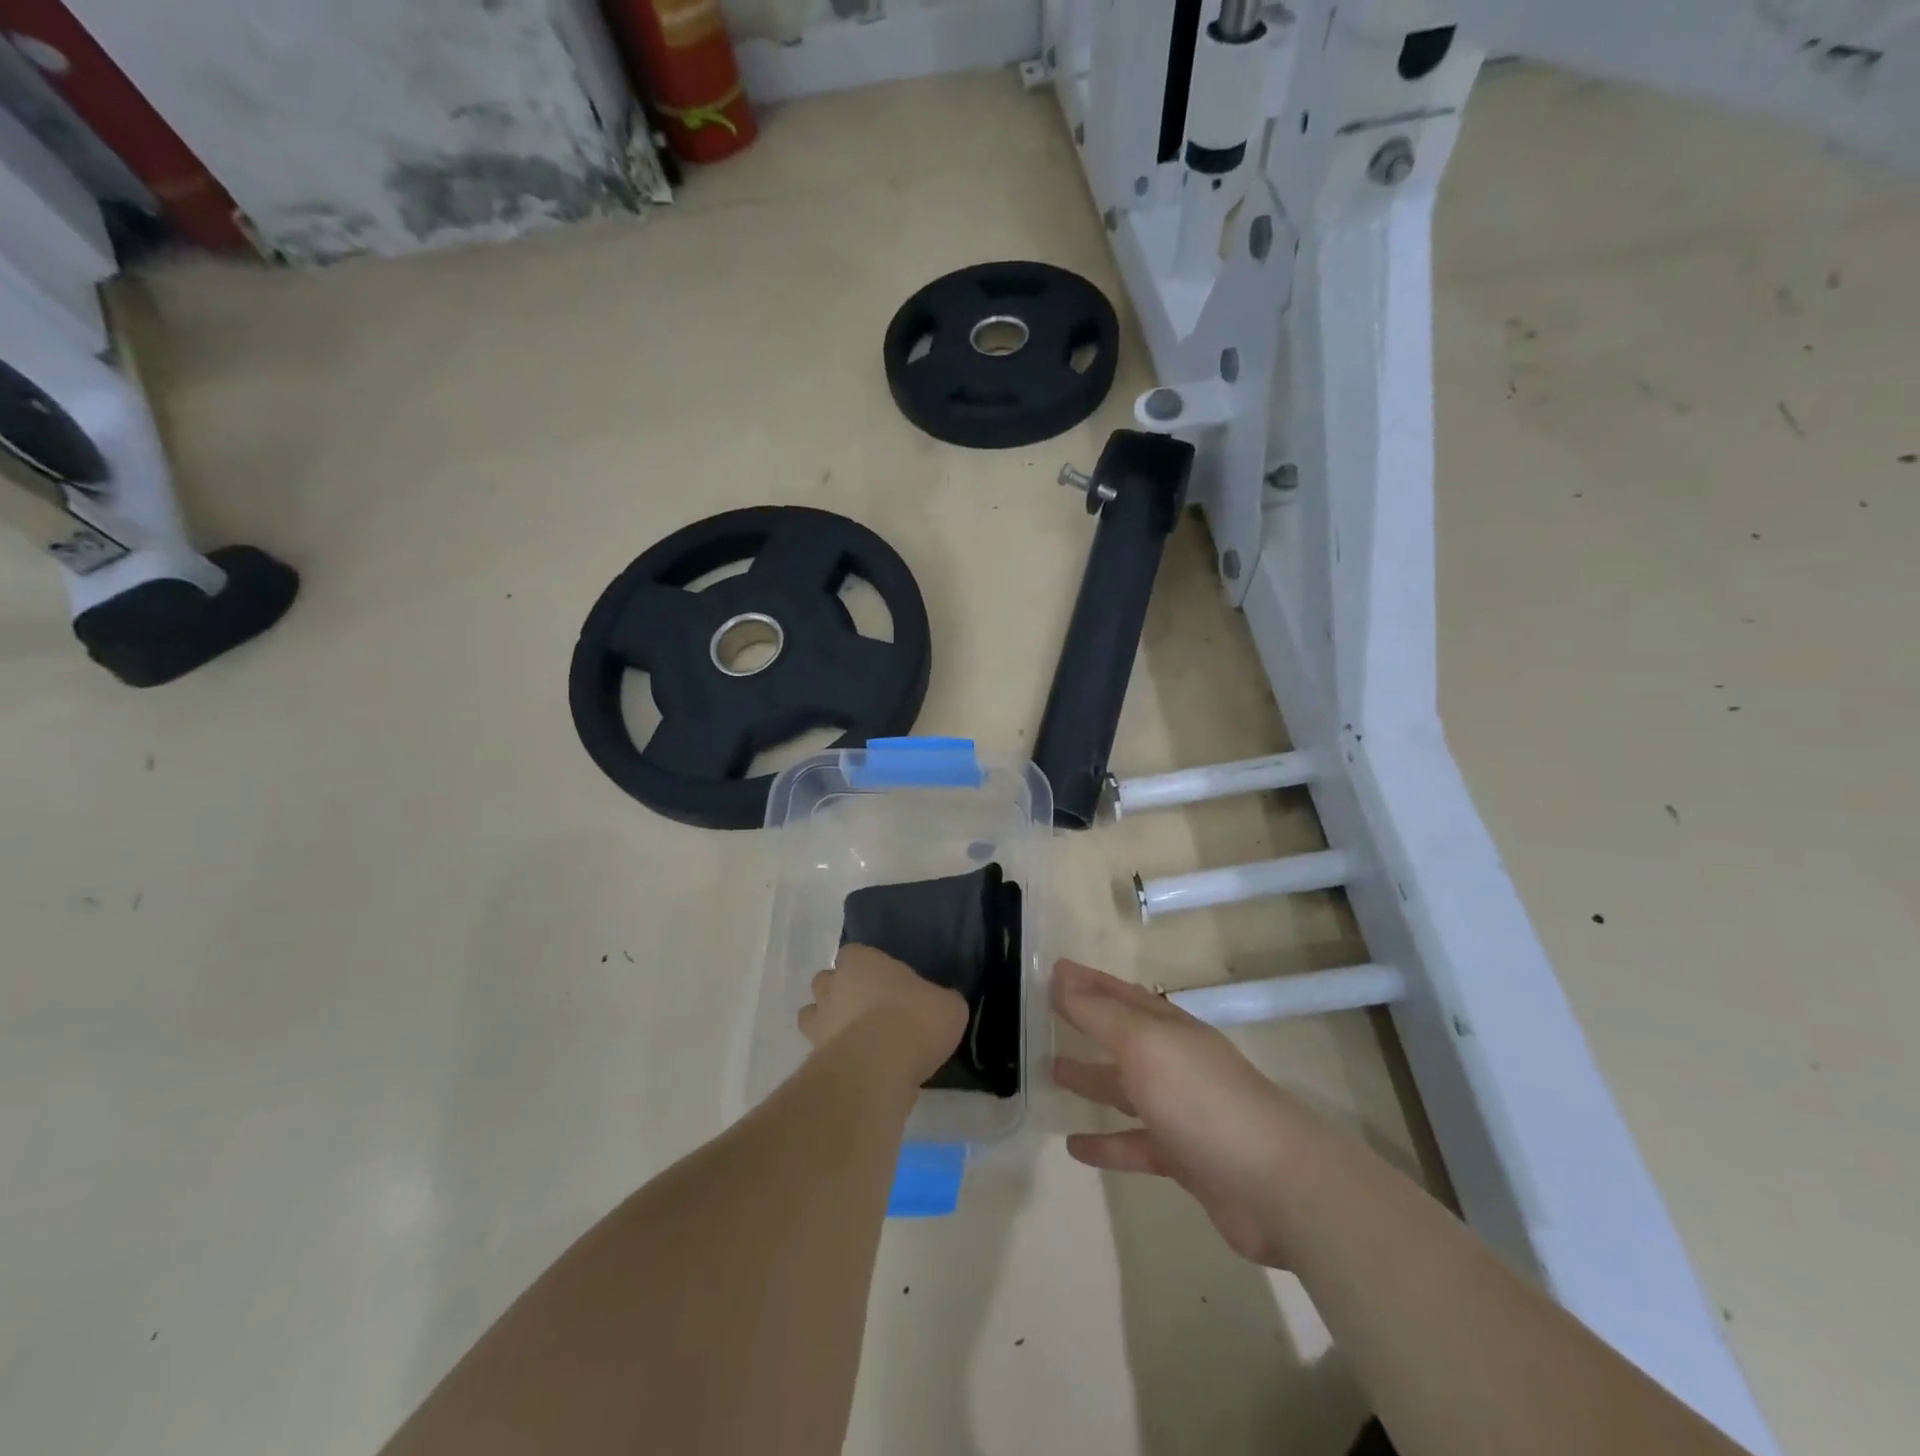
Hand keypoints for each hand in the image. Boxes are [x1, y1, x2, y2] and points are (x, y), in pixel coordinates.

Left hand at [799, 944, 968, 1086]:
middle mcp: (834, 986)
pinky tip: (857, 1068)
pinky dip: (833, 1057)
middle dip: (839, 992)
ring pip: (812, 1016)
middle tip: (867, 1009)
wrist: (880, 1068)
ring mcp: (819, 1023)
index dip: (865, 966)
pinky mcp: (815, 1059)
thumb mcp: (948, 1006)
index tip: (883, 981)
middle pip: (825, 982)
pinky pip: (820, 1052)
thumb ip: (941, 1001)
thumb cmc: (914, 1020)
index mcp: (862, 962)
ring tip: (856, 1040)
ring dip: (828, 1024)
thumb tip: (941, 1005)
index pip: (853, 953)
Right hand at [1052, 958, 1320, 1266]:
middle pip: (1122, 1037)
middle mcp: (1174, 1062)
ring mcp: (1180, 1111)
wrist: (1275, 1184)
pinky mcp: (1184, 1158)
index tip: (1053, 970)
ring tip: (1051, 1073)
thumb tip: (1062, 975)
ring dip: (1091, 1080)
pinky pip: (1134, 1144)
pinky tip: (1073, 1148)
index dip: (1087, 981)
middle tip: (1045, 1017)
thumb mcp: (1144, 1044)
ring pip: (1125, 1089)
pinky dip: (1105, 1144)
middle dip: (1087, 1024)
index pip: (1119, 994)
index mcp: (1168, 1028)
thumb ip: (1099, 1013)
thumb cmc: (1202, 1099)